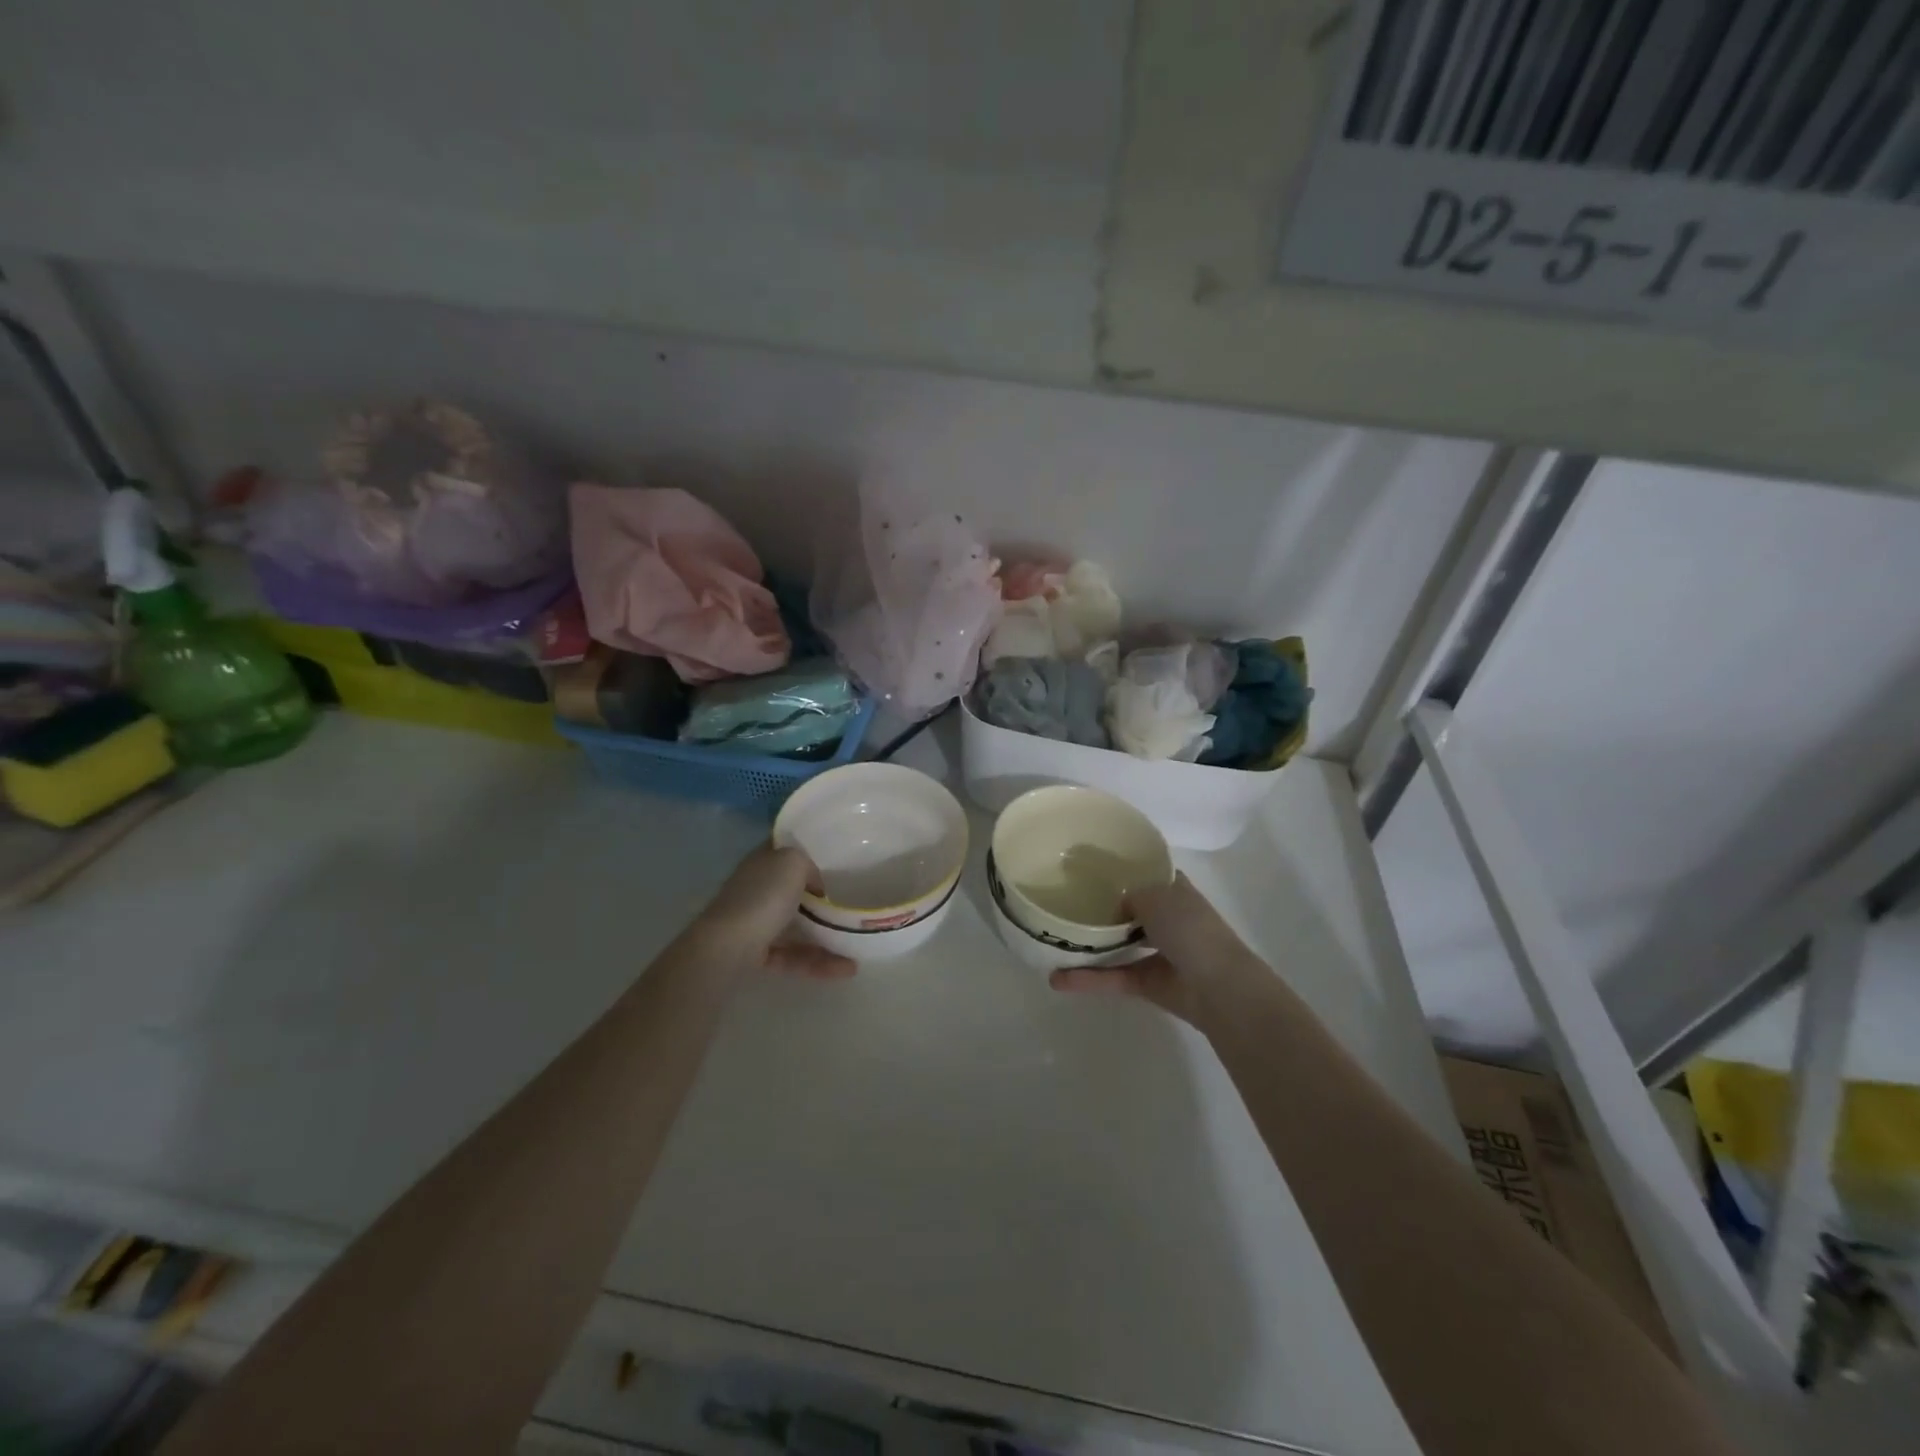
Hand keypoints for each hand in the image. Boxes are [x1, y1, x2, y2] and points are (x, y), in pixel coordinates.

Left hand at [687, 843, 855, 980]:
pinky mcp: (756, 954)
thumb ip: (808, 865)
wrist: (727, 949)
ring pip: (794, 927)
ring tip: (856, 950)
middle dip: (818, 899)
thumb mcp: (793, 863)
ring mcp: (754, 923)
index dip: (805, 850)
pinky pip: (792, 956)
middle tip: (847, 904)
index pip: (783, 849)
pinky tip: (844, 969)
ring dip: (825, 939)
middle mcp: (755, 889)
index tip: (834, 859)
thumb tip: (815, 885)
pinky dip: (816, 962)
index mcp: (761, 862)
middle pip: (790, 889)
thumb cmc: (762, 898)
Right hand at [1049, 872, 1265, 1025]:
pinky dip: (1088, 979)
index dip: (1121, 869)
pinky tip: (1058, 979)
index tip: (1088, 865)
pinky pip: (1113, 976)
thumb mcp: (1156, 896)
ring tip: (1054, 939)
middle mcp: (1166, 918)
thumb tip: (1114, 907)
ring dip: (1089, 944)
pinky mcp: (1147, 983)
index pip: (1146, 873)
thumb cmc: (1191, 930)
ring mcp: (1157, 952)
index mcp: (1175, 891)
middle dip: (1101, 906)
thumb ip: (1129, 895)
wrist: (1218, 988)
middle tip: (1063, 899)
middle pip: (1128, 908)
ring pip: (1117, 944)